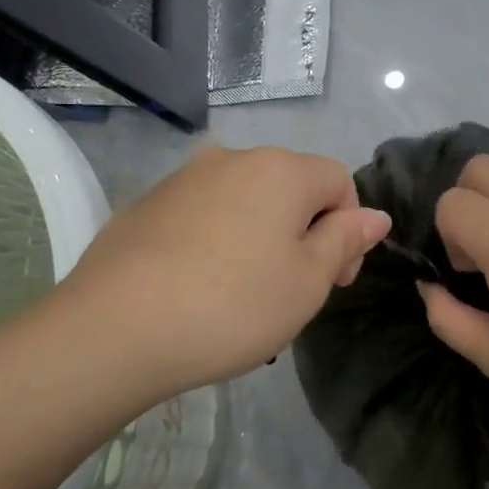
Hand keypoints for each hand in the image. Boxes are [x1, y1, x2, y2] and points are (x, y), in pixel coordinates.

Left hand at [55, 145, 390, 405]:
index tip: (335, 280)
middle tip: (293, 289)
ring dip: (262, 236)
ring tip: (245, 291)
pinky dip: (219, 240)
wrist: (113, 329)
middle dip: (306, 231)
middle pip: (291, 187)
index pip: (339, 181)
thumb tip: (375, 215)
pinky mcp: (148, 203)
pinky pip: (205, 214)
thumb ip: (345, 241)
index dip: (349, 229)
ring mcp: (184, 178)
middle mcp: (233, 159)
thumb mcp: (307, 281)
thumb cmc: (232, 306)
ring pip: (246, 200)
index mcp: (280, 170)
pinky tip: (201, 285)